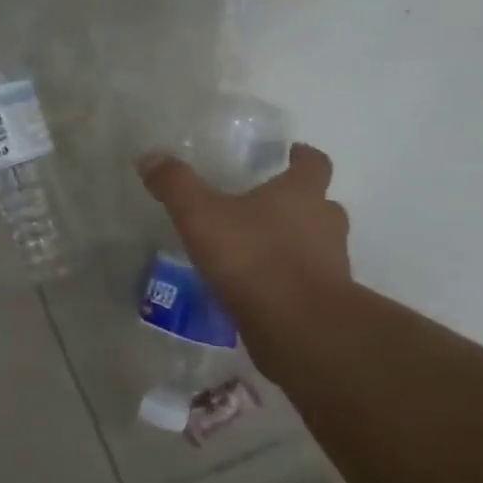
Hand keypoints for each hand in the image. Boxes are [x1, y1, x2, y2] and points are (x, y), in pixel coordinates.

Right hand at [139, 143, 352, 320]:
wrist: (299, 327)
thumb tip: (151, 156)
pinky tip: (254, 287)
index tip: (288, 155)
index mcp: (302, 193)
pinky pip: (304, 281)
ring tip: (253, 250)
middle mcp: (325, 223)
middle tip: (260, 206)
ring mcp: (331, 264)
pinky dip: (285, 279)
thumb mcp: (201, 215)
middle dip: (295, 204)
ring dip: (292, 243)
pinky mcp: (324, 301)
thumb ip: (176, 185)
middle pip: (318, 204)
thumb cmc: (254, 257)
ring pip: (315, 244)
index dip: (301, 157)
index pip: (314, 163)